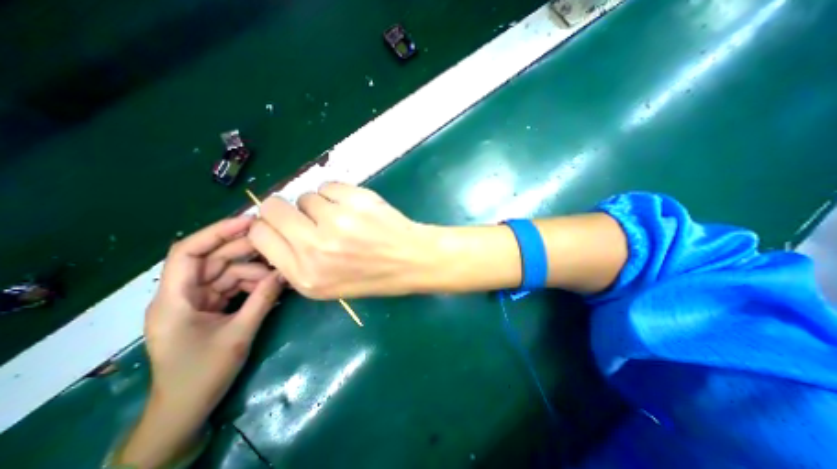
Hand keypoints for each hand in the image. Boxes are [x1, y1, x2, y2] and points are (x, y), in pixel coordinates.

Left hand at [116, 216, 281, 467]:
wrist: (185, 409)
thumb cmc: (203, 374)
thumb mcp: (239, 334)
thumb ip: (262, 299)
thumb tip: (285, 272)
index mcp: (174, 299)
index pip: (188, 252)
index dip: (218, 232)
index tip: (250, 222)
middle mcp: (182, 294)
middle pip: (214, 259)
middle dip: (246, 252)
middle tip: (279, 245)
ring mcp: (196, 301)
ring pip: (228, 273)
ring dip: (255, 272)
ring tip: (281, 274)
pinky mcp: (209, 308)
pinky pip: (233, 287)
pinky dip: (252, 285)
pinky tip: (272, 286)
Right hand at [248, 182, 439, 298]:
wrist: (412, 260)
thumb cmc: (373, 276)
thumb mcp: (328, 285)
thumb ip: (296, 261)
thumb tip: (276, 230)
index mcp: (304, 275)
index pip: (260, 235)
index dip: (268, 225)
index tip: (282, 224)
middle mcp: (315, 248)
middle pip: (273, 207)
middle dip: (285, 209)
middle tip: (308, 215)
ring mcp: (337, 221)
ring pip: (306, 196)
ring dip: (320, 204)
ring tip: (342, 218)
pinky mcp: (356, 201)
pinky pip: (329, 185)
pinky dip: (337, 194)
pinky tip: (354, 208)